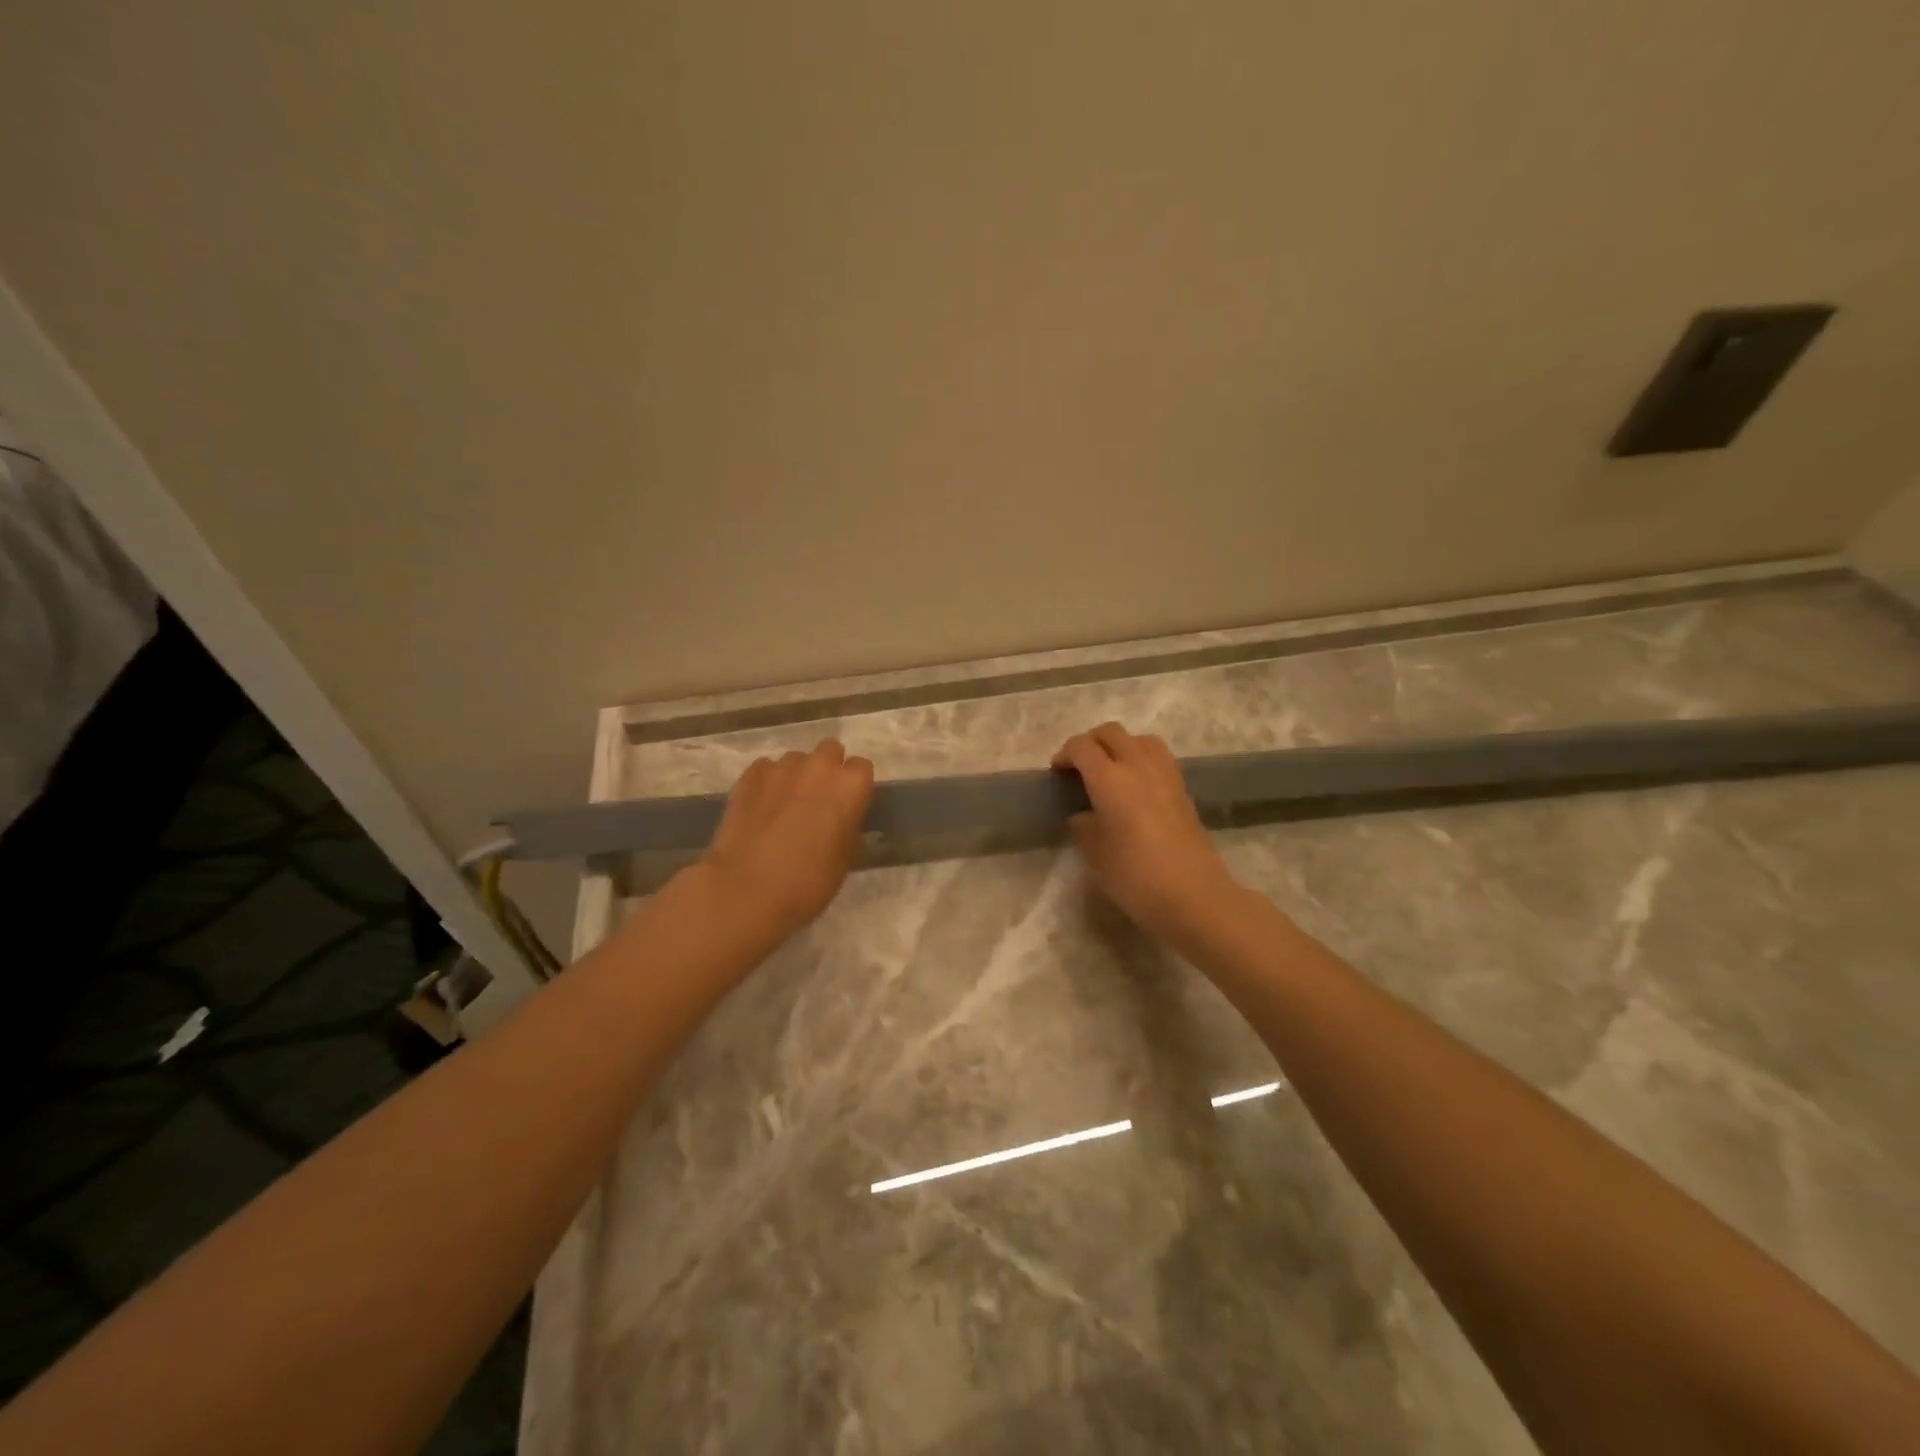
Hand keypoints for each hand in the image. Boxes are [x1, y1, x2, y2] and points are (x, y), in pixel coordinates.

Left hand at [698, 740, 874, 940]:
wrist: (746, 890)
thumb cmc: (808, 882)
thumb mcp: (845, 858)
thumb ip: (847, 826)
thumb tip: (841, 817)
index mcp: (850, 786)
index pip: (862, 768)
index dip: (855, 787)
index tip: (848, 806)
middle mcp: (818, 767)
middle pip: (830, 751)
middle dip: (827, 769)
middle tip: (819, 800)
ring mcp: (780, 768)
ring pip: (796, 759)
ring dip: (797, 775)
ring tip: (786, 805)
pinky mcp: (748, 777)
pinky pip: (766, 769)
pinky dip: (767, 782)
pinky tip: (761, 806)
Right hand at [1053, 723, 1240, 945]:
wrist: (1193, 896)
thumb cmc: (1135, 876)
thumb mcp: (1094, 854)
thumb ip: (1083, 827)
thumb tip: (1083, 816)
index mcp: (1110, 779)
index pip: (1082, 747)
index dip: (1064, 754)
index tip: (1057, 774)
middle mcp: (1138, 766)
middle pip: (1111, 733)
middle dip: (1090, 742)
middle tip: (1079, 767)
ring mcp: (1165, 775)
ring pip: (1139, 739)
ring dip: (1120, 746)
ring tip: (1110, 771)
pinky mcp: (1182, 790)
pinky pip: (1158, 757)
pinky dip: (1141, 759)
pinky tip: (1135, 787)